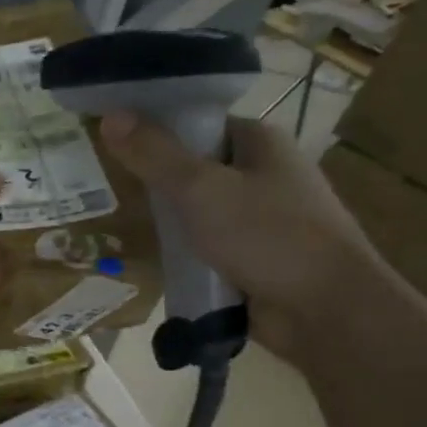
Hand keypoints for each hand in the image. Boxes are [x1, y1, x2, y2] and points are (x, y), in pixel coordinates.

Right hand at [99, 112, 378, 365]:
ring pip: (198, 209)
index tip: (111, 143)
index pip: (197, 123)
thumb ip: (154, 155)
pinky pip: (206, 244)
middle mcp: (264, 173)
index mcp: (261, 142)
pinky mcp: (254, 256)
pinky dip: (181, 250)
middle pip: (195, 166)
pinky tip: (147, 256)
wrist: (326, 310)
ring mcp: (261, 218)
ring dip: (165, 218)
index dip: (155, 129)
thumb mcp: (200, 189)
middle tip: (101, 184)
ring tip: (112, 220)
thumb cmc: (268, 235)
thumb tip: (110, 115)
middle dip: (153, 178)